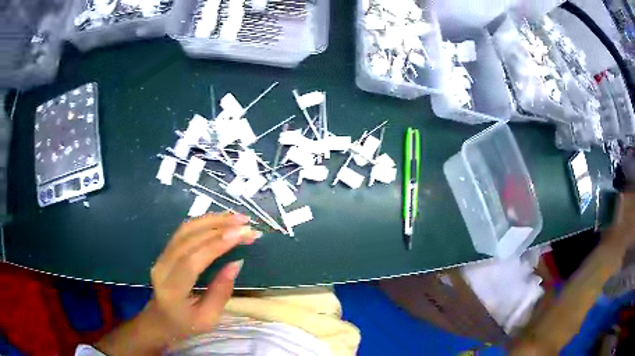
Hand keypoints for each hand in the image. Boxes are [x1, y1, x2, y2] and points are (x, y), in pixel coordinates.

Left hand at [95, 213, 259, 354]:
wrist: (159, 320)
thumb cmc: (185, 325)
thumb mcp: (208, 319)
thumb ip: (221, 293)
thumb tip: (237, 263)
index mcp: (172, 289)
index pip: (192, 260)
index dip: (216, 244)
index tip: (241, 234)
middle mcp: (163, 267)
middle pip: (189, 238)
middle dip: (220, 227)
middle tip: (246, 224)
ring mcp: (162, 256)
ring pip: (186, 229)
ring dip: (212, 220)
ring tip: (237, 218)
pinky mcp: (165, 251)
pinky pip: (184, 231)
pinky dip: (204, 222)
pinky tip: (220, 221)